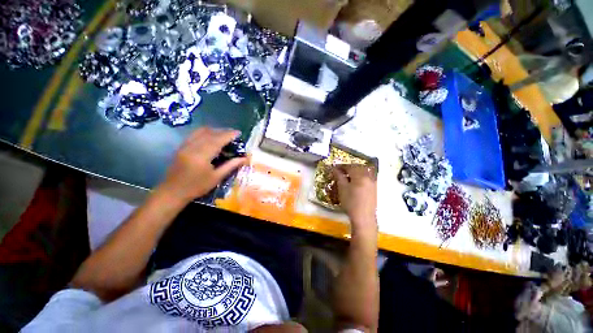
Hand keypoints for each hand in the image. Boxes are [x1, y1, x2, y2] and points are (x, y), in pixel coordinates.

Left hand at [159, 127, 247, 203]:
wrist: (173, 192)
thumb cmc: (197, 187)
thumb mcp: (216, 177)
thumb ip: (231, 165)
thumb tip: (244, 158)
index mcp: (202, 155)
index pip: (218, 140)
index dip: (229, 135)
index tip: (239, 133)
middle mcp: (192, 147)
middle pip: (210, 133)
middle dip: (223, 131)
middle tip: (234, 134)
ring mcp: (185, 145)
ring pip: (201, 131)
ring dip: (214, 131)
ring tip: (224, 135)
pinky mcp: (181, 147)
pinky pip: (195, 134)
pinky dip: (205, 133)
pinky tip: (211, 138)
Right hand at [332, 164, 376, 233]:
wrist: (363, 217)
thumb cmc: (350, 202)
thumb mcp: (342, 188)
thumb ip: (339, 176)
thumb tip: (335, 169)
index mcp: (360, 175)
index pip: (350, 166)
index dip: (341, 166)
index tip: (335, 168)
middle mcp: (368, 176)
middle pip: (358, 167)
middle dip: (348, 168)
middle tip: (340, 171)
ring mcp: (373, 182)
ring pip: (363, 172)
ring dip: (355, 171)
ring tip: (347, 176)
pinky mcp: (374, 188)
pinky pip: (367, 177)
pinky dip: (360, 176)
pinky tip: (355, 182)